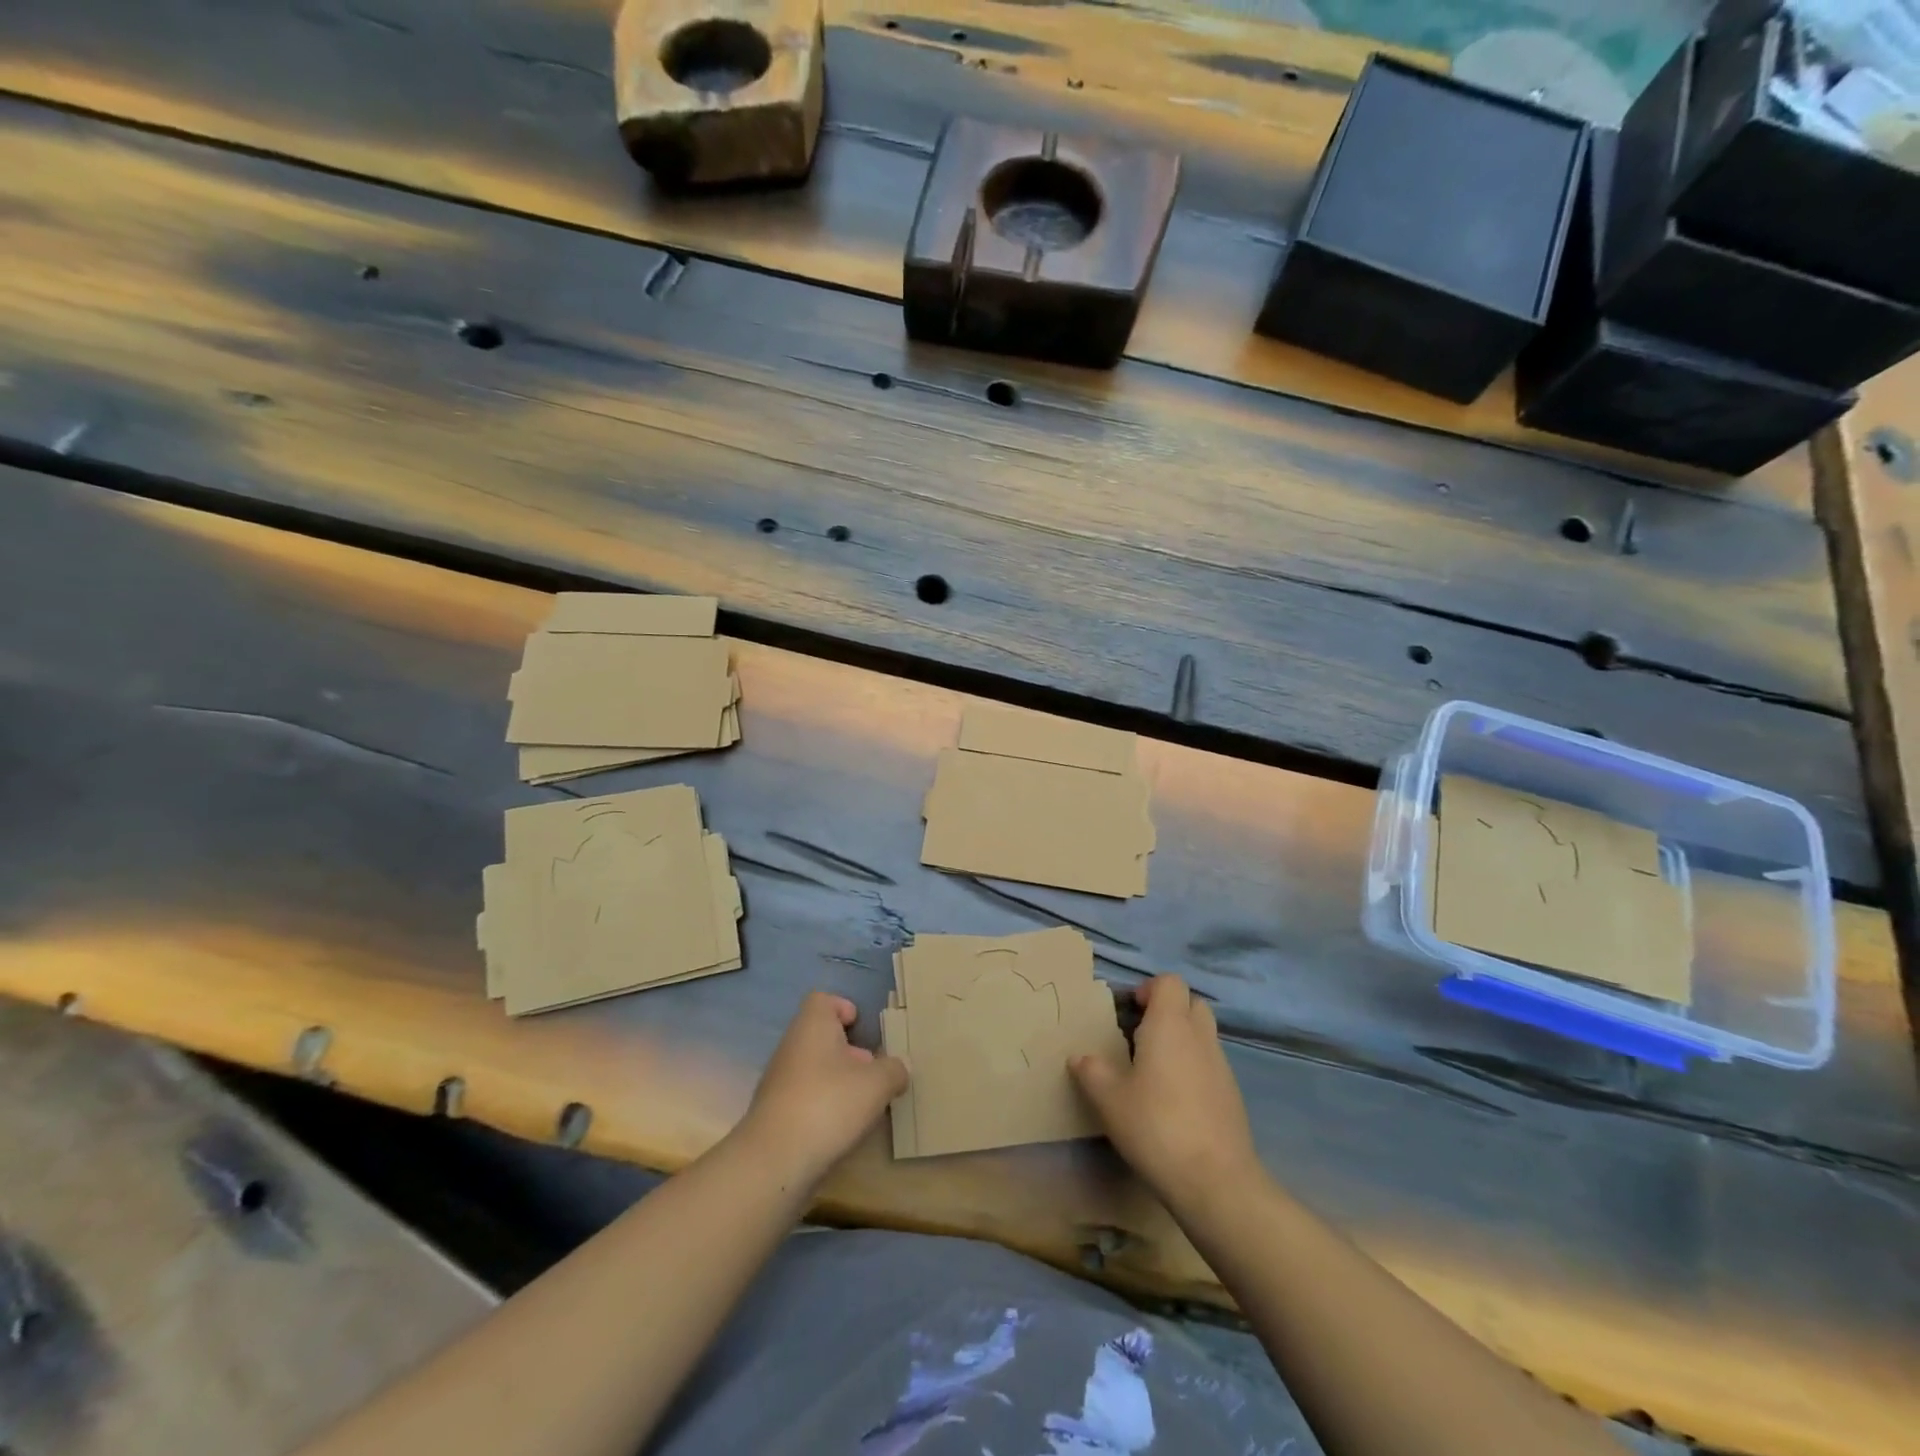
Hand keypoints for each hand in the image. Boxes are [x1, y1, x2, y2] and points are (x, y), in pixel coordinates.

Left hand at [736, 992, 907, 1192]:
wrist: (774, 1161)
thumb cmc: (829, 1104)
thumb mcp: (877, 1083)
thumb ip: (894, 1069)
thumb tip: (899, 1067)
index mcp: (813, 1025)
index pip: (823, 1000)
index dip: (844, 1008)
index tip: (862, 1028)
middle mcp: (792, 1045)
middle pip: (821, 1036)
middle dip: (848, 1051)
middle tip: (873, 1070)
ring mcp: (779, 1080)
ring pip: (814, 1068)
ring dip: (838, 1081)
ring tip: (863, 1104)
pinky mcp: (775, 1113)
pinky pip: (805, 1097)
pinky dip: (823, 1106)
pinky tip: (841, 1128)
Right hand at [1071, 975, 1261, 1212]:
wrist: (1216, 1181)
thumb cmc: (1156, 1127)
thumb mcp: (1109, 1100)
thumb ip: (1091, 1071)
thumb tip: (1079, 1057)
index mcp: (1169, 1025)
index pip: (1169, 982)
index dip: (1149, 989)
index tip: (1130, 1010)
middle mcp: (1200, 1036)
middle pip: (1192, 1003)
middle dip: (1169, 1010)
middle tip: (1141, 1035)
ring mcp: (1222, 1066)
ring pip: (1204, 1034)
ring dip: (1182, 1040)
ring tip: (1155, 1070)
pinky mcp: (1232, 1095)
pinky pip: (1212, 1064)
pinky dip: (1194, 1068)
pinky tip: (1176, 1101)